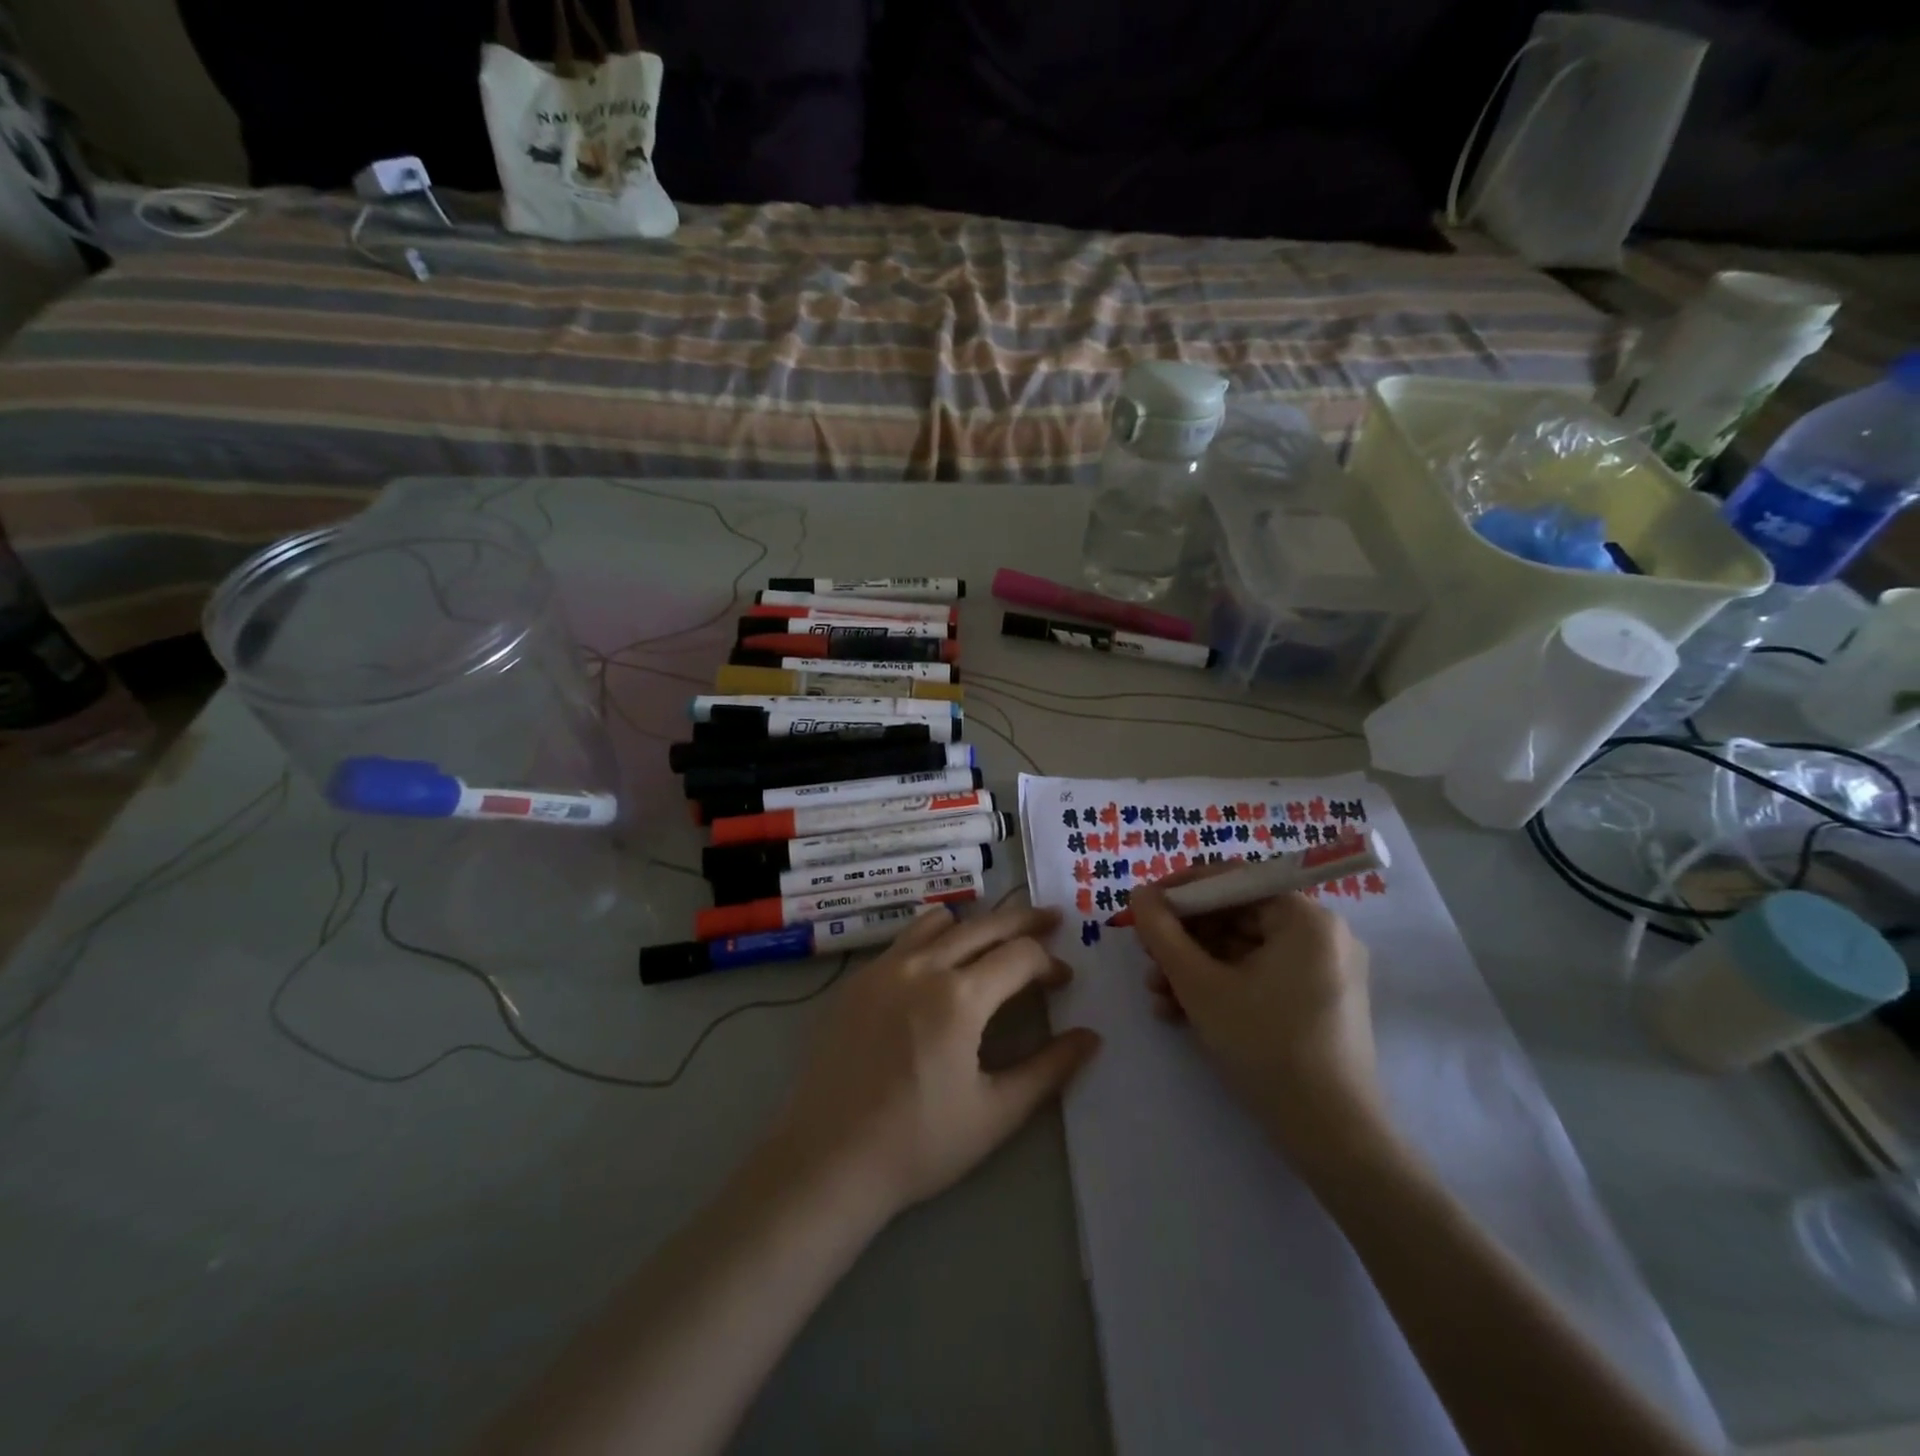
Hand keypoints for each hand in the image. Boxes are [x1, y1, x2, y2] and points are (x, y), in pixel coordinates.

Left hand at [766, 903, 1102, 1226]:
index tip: (1063, 982)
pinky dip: (934, 937)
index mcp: (960, 996)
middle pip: (984, 924)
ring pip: (940, 921)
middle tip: (1051, 919)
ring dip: (976, 923)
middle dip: (1024, 920)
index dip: (1049, 963)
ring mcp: (884, 967)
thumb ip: (1049, 1070)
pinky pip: (904, 940)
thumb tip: (1091, 1038)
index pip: (1019, 955)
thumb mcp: (996, 1113)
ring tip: (996, 937)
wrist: (828, 1160)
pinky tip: (939, 965)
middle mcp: (922, 966)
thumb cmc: (919, 1144)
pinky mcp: (857, 980)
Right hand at [1129, 869, 1384, 1169]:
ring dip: (1193, 967)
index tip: (1143, 906)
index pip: (1234, 880)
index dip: (1182, 890)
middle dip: (1184, 938)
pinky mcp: (1317, 1002)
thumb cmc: (1266, 1046)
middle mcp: (1321, 935)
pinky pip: (1259, 977)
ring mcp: (1322, 970)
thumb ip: (1163, 933)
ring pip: (1242, 950)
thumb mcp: (1201, 986)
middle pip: (1236, 916)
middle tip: (1145, 955)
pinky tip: (1180, 1011)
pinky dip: (1220, 987)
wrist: (1333, 1138)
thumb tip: (1139, 894)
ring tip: (1156, 993)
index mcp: (1306, 918)